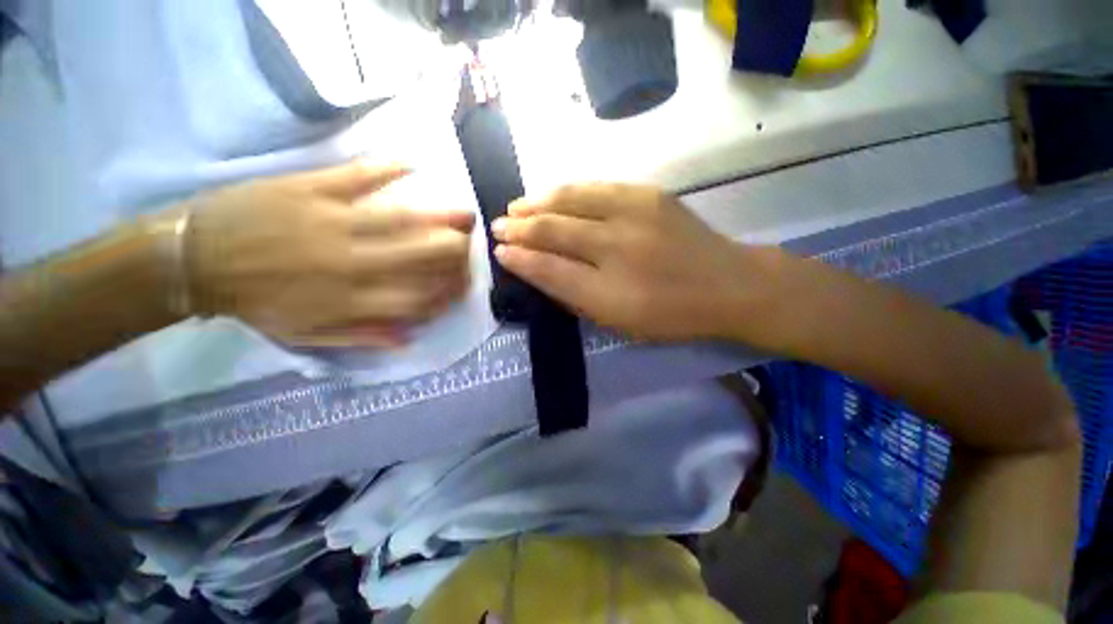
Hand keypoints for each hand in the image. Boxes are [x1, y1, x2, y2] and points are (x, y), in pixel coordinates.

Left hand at [184, 161, 474, 346]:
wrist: (193, 261)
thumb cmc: (255, 302)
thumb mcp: (308, 334)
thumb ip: (363, 335)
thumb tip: (409, 336)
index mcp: (352, 299)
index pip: (420, 296)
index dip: (449, 291)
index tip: (463, 284)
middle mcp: (353, 262)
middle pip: (422, 255)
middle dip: (455, 251)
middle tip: (469, 245)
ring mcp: (333, 222)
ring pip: (401, 219)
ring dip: (440, 215)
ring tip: (464, 214)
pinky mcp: (311, 190)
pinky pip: (356, 176)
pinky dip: (386, 168)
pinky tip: (411, 164)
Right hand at [492, 183, 777, 341]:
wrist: (728, 285)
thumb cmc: (670, 314)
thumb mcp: (617, 320)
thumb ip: (573, 294)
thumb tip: (536, 269)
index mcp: (608, 290)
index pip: (549, 268)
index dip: (519, 258)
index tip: (498, 252)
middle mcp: (616, 246)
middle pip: (554, 229)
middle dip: (520, 227)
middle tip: (498, 226)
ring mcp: (633, 213)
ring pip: (570, 199)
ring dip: (537, 202)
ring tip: (517, 206)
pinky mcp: (648, 194)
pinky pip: (595, 187)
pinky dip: (567, 191)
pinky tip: (553, 195)